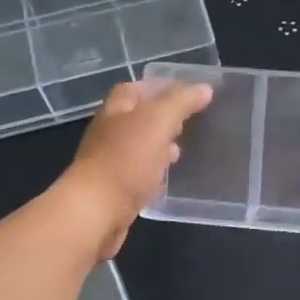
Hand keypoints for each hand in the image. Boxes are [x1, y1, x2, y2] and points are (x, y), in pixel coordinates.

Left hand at [56, 78, 212, 259]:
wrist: (96, 213)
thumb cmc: (125, 160)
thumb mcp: (157, 122)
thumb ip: (180, 103)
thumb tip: (204, 88)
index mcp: (116, 110)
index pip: (135, 89)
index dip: (160, 87)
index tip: (188, 93)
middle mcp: (110, 133)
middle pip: (137, 118)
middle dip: (163, 118)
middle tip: (191, 121)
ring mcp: (111, 163)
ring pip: (139, 148)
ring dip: (160, 146)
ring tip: (184, 149)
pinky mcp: (116, 190)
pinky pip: (139, 175)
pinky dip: (155, 173)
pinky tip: (169, 178)